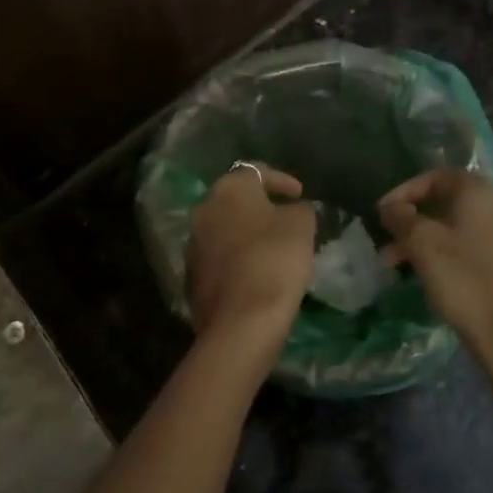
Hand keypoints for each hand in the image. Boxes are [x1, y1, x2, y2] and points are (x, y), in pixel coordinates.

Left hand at [187, 164, 316, 335]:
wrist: (241, 320)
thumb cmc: (274, 260)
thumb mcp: (301, 226)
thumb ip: (300, 209)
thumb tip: (294, 208)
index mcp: (229, 189)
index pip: (256, 171)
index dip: (281, 180)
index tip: (300, 194)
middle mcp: (204, 209)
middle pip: (235, 199)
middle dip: (260, 207)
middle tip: (285, 219)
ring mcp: (193, 244)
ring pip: (224, 228)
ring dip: (246, 233)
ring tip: (272, 247)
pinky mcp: (191, 275)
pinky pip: (219, 256)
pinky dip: (236, 258)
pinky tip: (256, 272)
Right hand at [379, 169, 492, 372]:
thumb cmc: (466, 283)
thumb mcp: (423, 246)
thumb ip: (402, 219)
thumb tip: (391, 206)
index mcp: (481, 194)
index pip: (436, 176)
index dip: (404, 191)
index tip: (382, 214)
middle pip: (449, 204)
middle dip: (414, 223)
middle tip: (388, 247)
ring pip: (463, 230)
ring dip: (430, 243)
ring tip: (405, 269)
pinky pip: (479, 250)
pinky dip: (453, 256)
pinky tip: (440, 280)